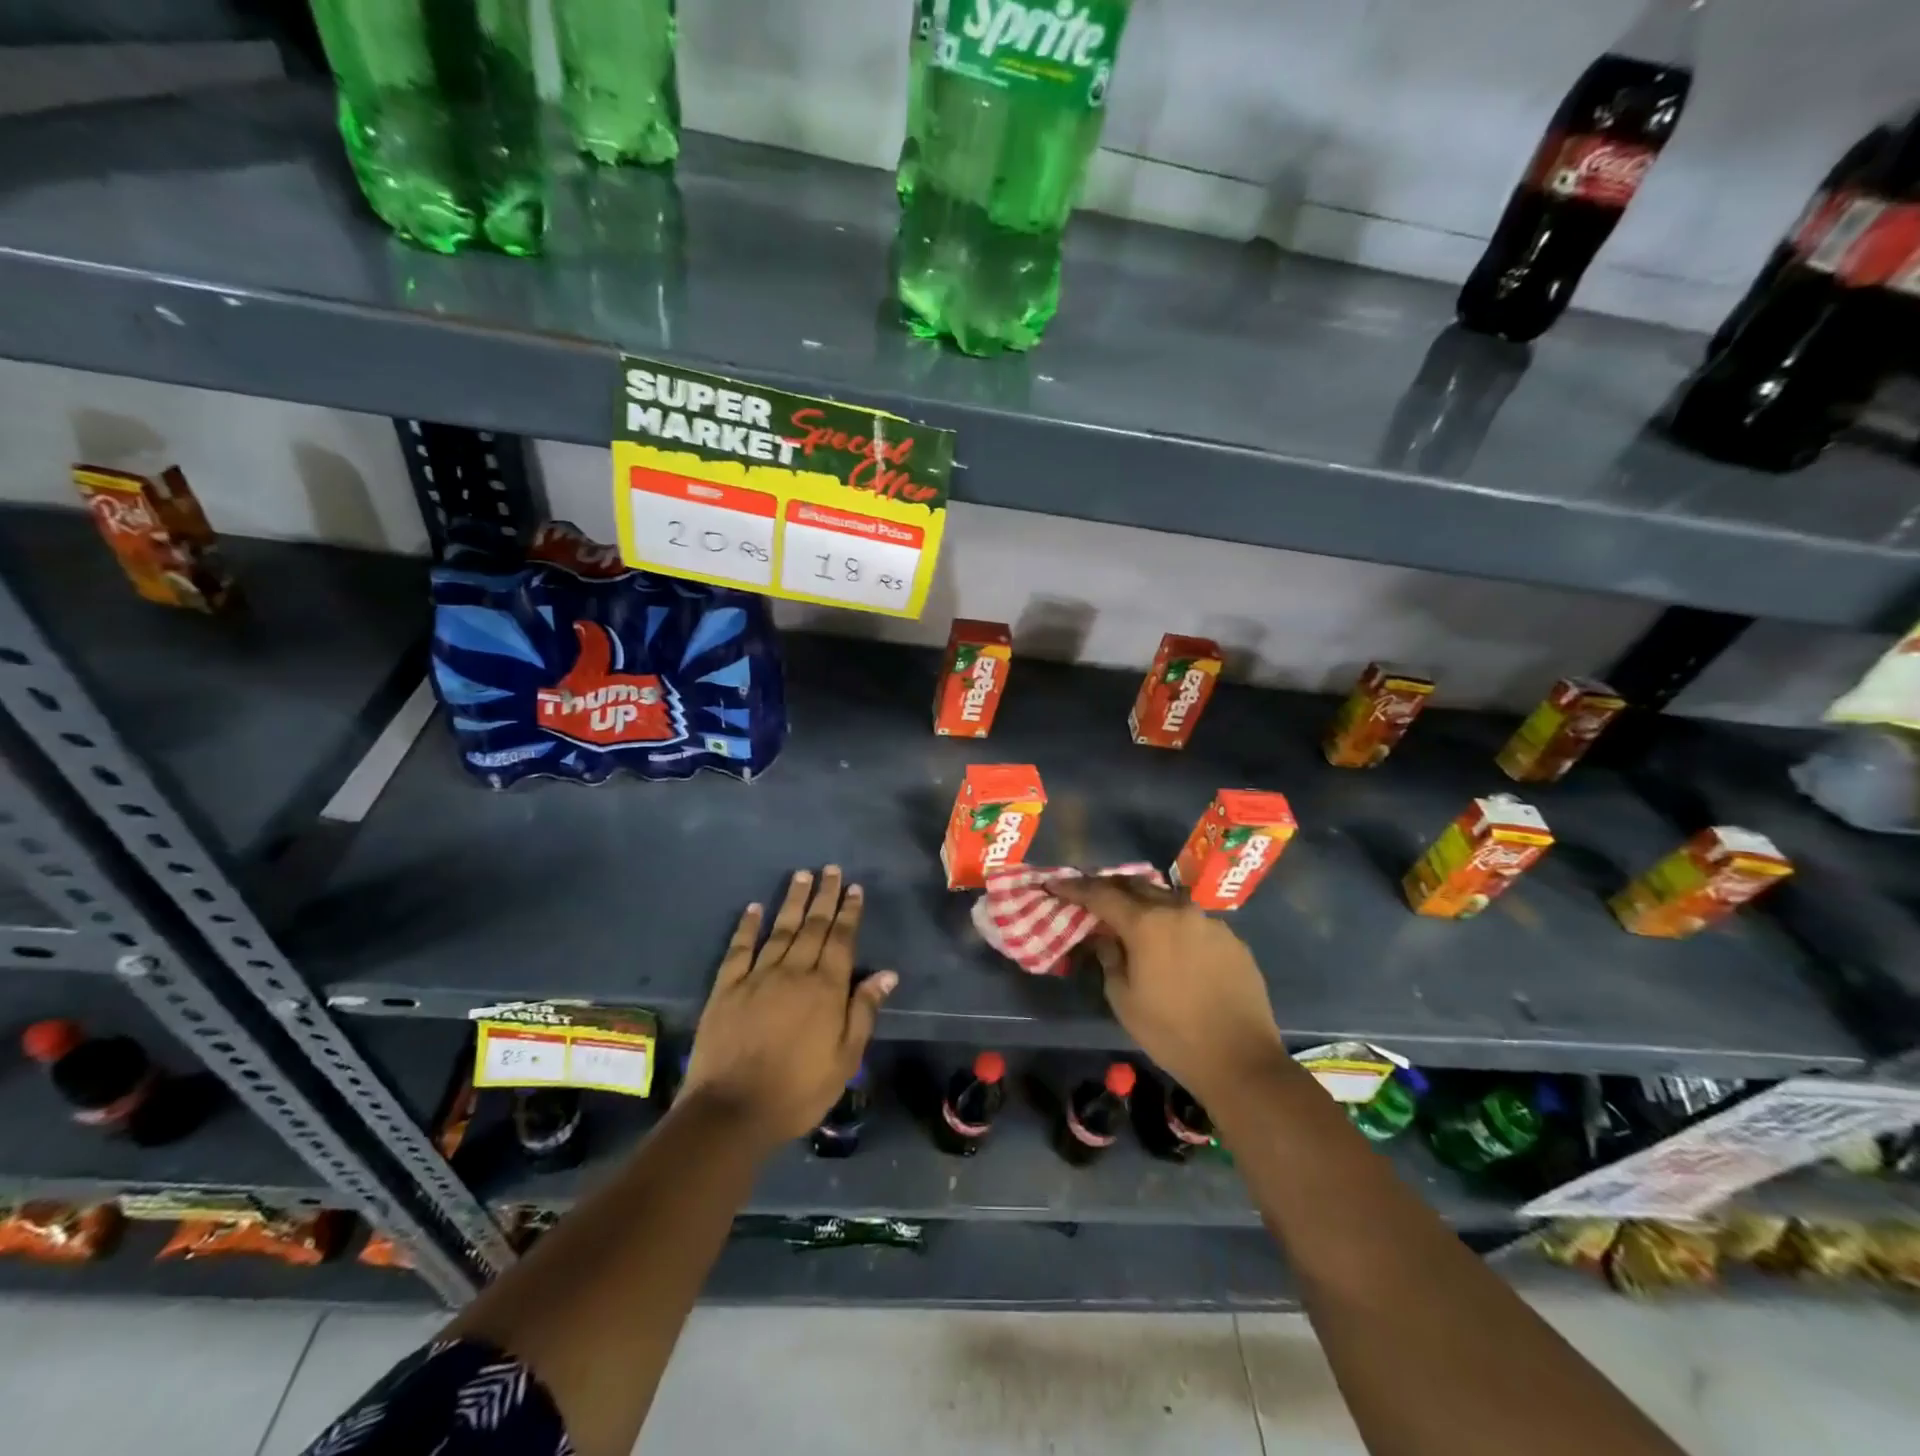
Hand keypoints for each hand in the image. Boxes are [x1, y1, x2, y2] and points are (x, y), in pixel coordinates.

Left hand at [680, 867, 895, 1148]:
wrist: (732, 1111)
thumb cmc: (798, 1090)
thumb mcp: (845, 1059)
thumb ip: (864, 1011)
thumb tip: (886, 974)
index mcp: (826, 988)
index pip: (841, 940)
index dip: (849, 913)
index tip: (854, 889)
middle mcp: (794, 972)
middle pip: (813, 926)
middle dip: (824, 896)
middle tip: (830, 869)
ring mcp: (757, 977)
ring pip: (780, 929)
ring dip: (793, 901)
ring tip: (802, 875)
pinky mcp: (726, 988)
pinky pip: (739, 949)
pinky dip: (747, 926)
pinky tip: (754, 908)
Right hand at [1051, 877, 1285, 1107]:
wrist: (1240, 1060)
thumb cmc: (1172, 1033)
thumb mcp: (1124, 999)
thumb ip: (1110, 958)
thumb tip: (1106, 937)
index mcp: (1147, 923)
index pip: (1101, 895)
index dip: (1075, 888)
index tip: (1055, 884)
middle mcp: (1179, 911)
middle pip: (1137, 886)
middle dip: (1111, 888)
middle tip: (1092, 897)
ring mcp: (1210, 922)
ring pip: (1168, 900)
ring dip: (1145, 904)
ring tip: (1132, 918)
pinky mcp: (1232, 939)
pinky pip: (1194, 921)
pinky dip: (1174, 924)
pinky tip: (1171, 945)